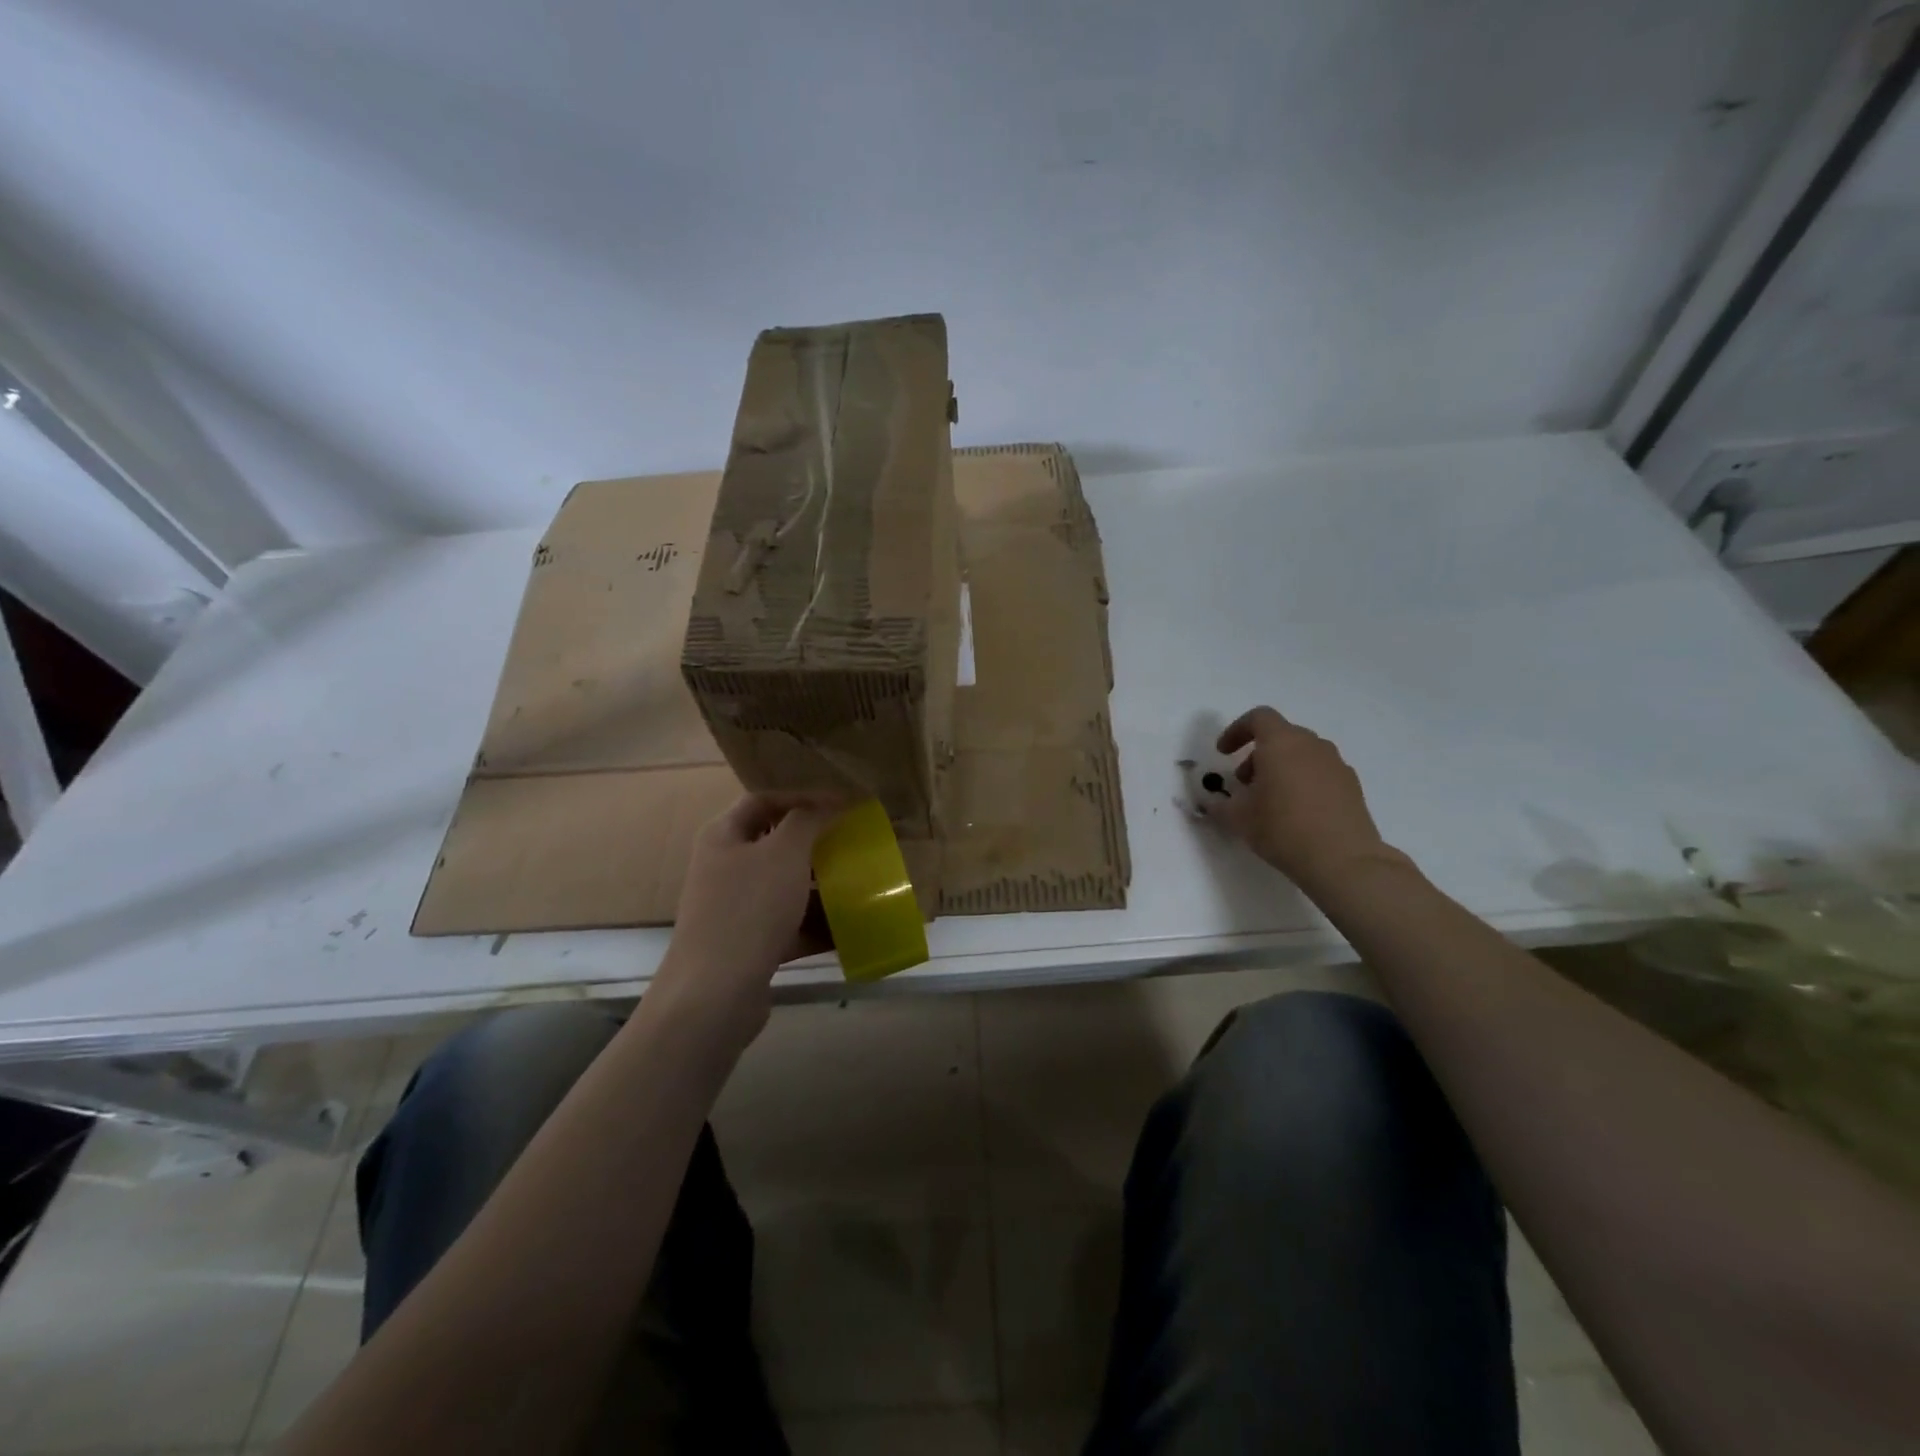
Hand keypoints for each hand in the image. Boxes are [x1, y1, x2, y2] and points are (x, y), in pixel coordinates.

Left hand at [651, 793, 840, 1044]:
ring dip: (820, 886)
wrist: (715, 993)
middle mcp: (724, 868)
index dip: (802, 798)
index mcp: (723, 836)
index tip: (842, 806)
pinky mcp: (747, 945)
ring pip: (784, 887)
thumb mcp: (785, 853)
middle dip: (815, 845)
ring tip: (857, 885)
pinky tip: (849, 930)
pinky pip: (788, 925)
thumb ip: (808, 820)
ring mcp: (734, 909)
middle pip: (775, 845)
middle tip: (852, 845)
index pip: (763, 801)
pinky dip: (815, 925)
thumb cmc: (749, 908)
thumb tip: (826, 805)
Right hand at [1201, 706, 1406, 893]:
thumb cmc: (1283, 829)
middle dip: (1258, 754)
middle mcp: (1312, 746)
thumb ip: (1219, 805)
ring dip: (1281, 768)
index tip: (1223, 753)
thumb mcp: (1238, 819)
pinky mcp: (1352, 786)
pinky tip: (1297, 812)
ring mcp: (1336, 764)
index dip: (1236, 731)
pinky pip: (1320, 772)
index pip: (1258, 718)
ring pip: (1302, 754)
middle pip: (1280, 736)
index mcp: (1281, 743)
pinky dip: (1303, 781)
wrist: (1343, 860)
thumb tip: (1211, 803)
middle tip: (1244, 782)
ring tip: (1270, 800)